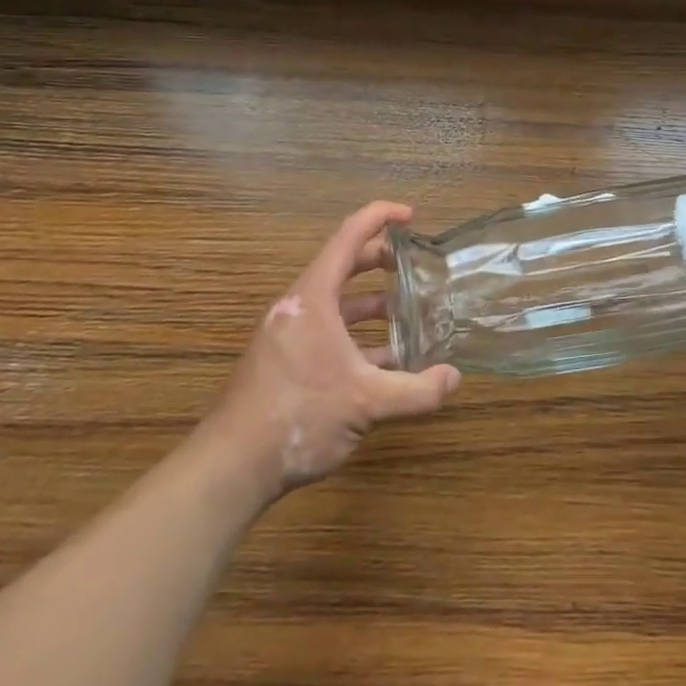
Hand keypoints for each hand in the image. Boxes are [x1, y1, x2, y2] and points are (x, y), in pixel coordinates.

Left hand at [201, 201, 460, 502]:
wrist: (231, 468)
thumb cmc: (299, 416)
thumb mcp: (367, 403)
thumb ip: (417, 391)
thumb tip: (454, 378)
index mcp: (313, 298)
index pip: (349, 236)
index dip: (381, 217)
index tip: (412, 217)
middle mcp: (298, 307)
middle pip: (343, 266)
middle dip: (381, 261)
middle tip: (416, 265)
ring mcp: (288, 335)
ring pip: (336, 303)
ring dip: (372, 304)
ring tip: (408, 315)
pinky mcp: (284, 361)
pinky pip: (327, 332)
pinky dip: (357, 336)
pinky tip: (384, 363)